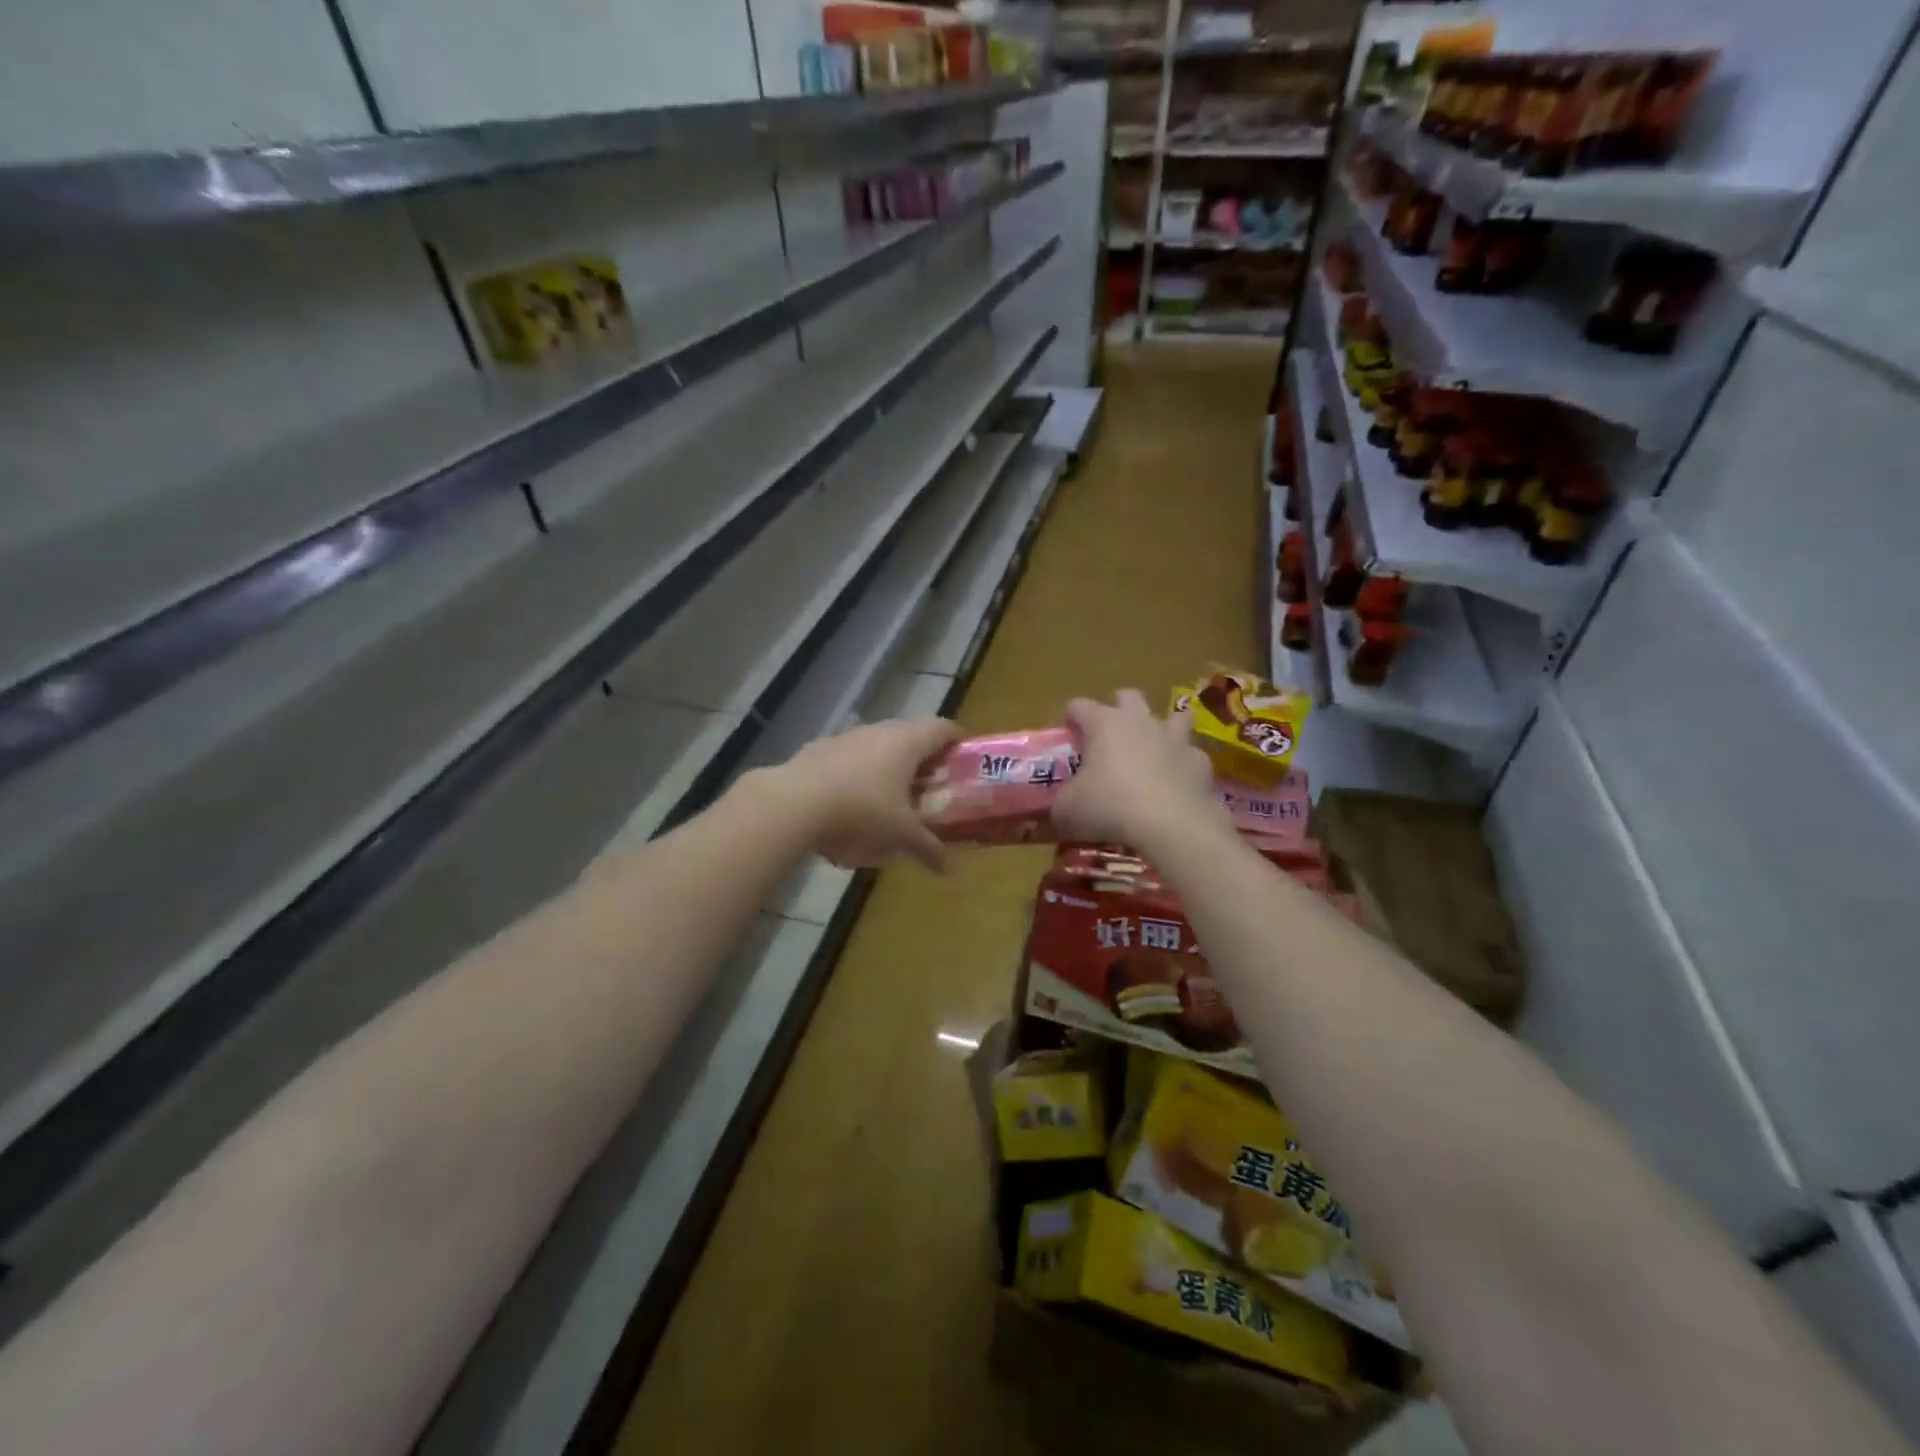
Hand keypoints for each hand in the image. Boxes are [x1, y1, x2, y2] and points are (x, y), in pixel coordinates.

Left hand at [762, 717, 960, 870]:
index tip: (964, 761)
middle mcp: (879, 730)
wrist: (793, 804)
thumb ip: (929, 848)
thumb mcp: (901, 835)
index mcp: (907, 742)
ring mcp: (847, 737)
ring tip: (892, 797)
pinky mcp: (819, 750)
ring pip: (878, 745)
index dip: (958, 741)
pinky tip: (852, 803)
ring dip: (889, 765)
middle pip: (911, 734)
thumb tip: (951, 870)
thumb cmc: (861, 812)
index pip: (943, 728)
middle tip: (932, 785)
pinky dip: (859, 774)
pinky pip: (850, 758)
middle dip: (923, 758)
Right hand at [1052, 690, 1219, 847]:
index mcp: (1104, 724)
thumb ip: (1061, 802)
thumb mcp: (1067, 810)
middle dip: (1118, 708)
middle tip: (1109, 735)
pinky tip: (1177, 781)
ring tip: (1154, 746)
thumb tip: (1059, 806)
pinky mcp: (1201, 763)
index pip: (1080, 706)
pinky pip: (1191, 754)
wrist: (1172, 826)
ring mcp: (1175, 739)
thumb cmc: (1110, 808)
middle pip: (1129, 697)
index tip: (1065, 734)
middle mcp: (1141, 721)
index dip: (1070, 718)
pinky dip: (1183, 764)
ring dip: (1163, 727)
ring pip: (1173, 716)